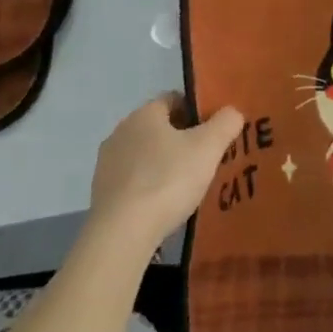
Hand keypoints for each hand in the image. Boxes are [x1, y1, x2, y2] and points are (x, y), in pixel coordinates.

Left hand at [89, 95, 243, 246]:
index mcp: (144, 114)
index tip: (214, 132)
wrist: (122, 232)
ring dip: (164, 164)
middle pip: (158, 128)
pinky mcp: (101, 192)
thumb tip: (231, 112)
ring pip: (145, 155)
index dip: (196, 111)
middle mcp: (120, 131)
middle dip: (182, 139)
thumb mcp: (208, 147)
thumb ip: (225, 123)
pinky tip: (164, 205)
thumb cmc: (168, 179)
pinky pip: (133, 180)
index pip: (173, 99)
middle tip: (205, 159)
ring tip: (187, 186)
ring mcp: (107, 163)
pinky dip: (149, 187)